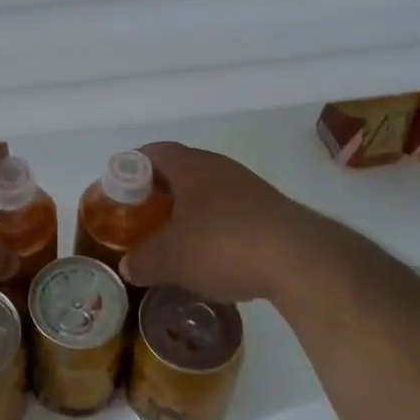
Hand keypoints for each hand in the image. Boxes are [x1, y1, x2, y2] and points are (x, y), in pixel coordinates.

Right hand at [121, 142, 337, 306]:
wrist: (300, 260)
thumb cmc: (223, 245)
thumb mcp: (171, 259)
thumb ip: (143, 261)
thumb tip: (128, 267)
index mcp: (190, 166)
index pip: (153, 152)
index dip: (131, 167)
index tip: (119, 191)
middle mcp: (219, 167)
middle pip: (181, 170)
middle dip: (159, 192)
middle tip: (142, 217)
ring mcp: (249, 187)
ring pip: (208, 191)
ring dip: (189, 209)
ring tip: (174, 239)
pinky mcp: (271, 211)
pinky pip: (231, 211)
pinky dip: (215, 226)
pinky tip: (212, 255)